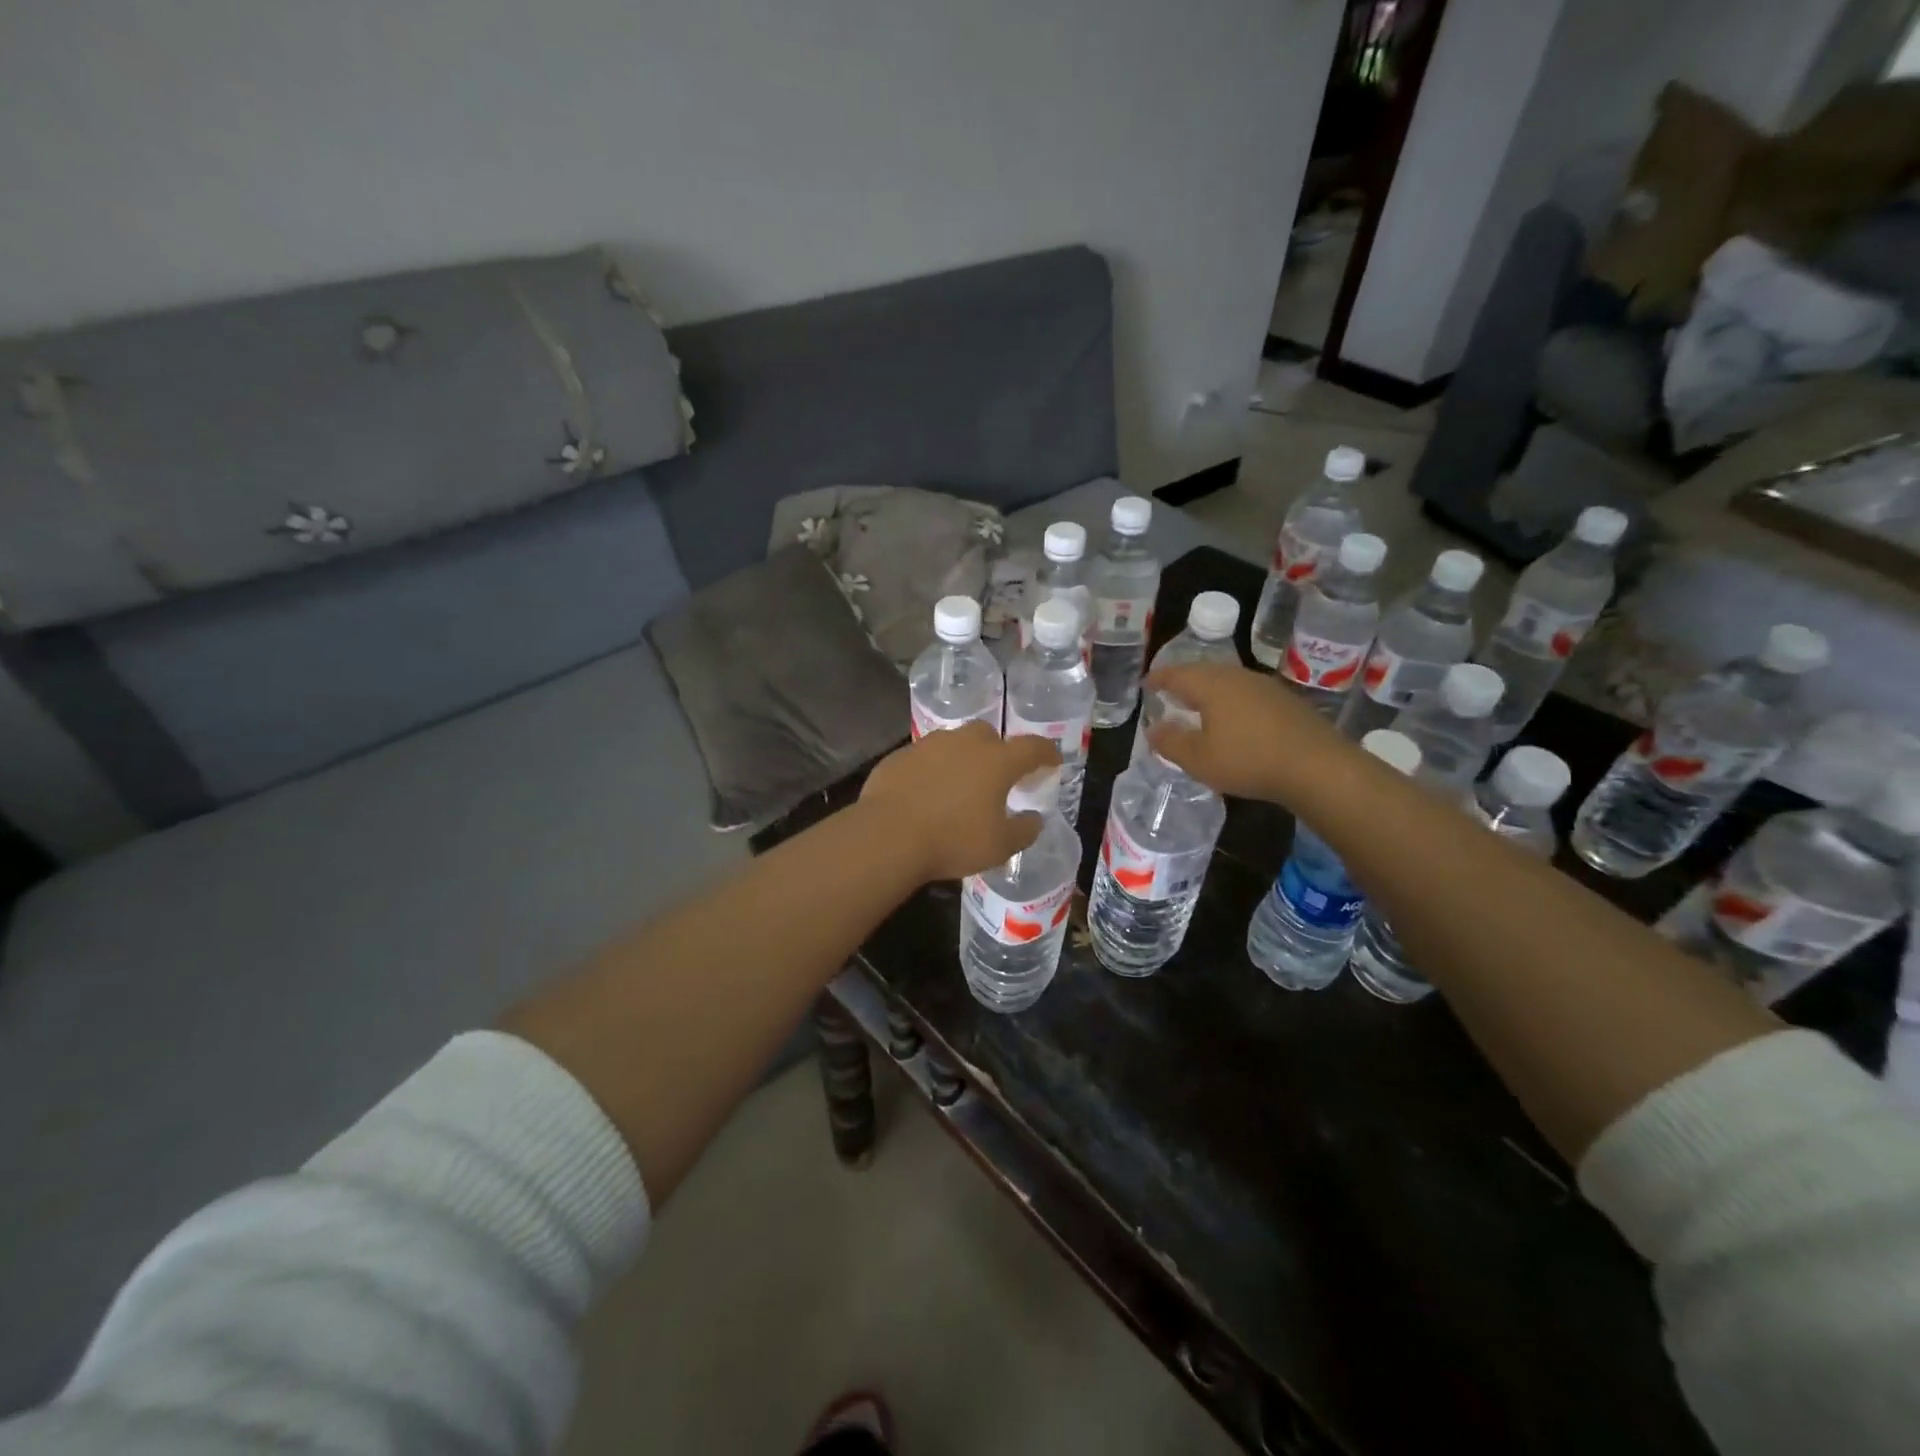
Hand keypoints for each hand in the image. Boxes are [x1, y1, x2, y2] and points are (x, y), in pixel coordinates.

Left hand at [859, 723, 1062, 880]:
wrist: (888, 834)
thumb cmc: (953, 840)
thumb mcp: (999, 846)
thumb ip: (1023, 830)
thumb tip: (1034, 819)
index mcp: (997, 761)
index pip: (1032, 747)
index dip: (1046, 753)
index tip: (1052, 761)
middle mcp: (965, 743)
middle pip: (989, 735)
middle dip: (998, 750)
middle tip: (998, 774)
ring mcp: (929, 746)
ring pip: (954, 743)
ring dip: (962, 757)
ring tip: (960, 784)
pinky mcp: (900, 756)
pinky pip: (924, 757)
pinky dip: (932, 769)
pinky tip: (926, 792)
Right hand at [1145, 662, 1341, 801]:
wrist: (1317, 767)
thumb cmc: (1248, 760)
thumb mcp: (1198, 759)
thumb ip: (1171, 742)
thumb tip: (1154, 728)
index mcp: (1211, 685)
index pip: (1177, 674)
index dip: (1158, 678)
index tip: (1146, 683)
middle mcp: (1237, 677)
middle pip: (1204, 672)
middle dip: (1184, 681)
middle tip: (1170, 691)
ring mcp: (1265, 687)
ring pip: (1228, 681)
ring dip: (1210, 691)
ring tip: (1199, 705)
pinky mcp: (1286, 701)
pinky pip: (1248, 694)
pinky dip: (1232, 701)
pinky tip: (1234, 719)